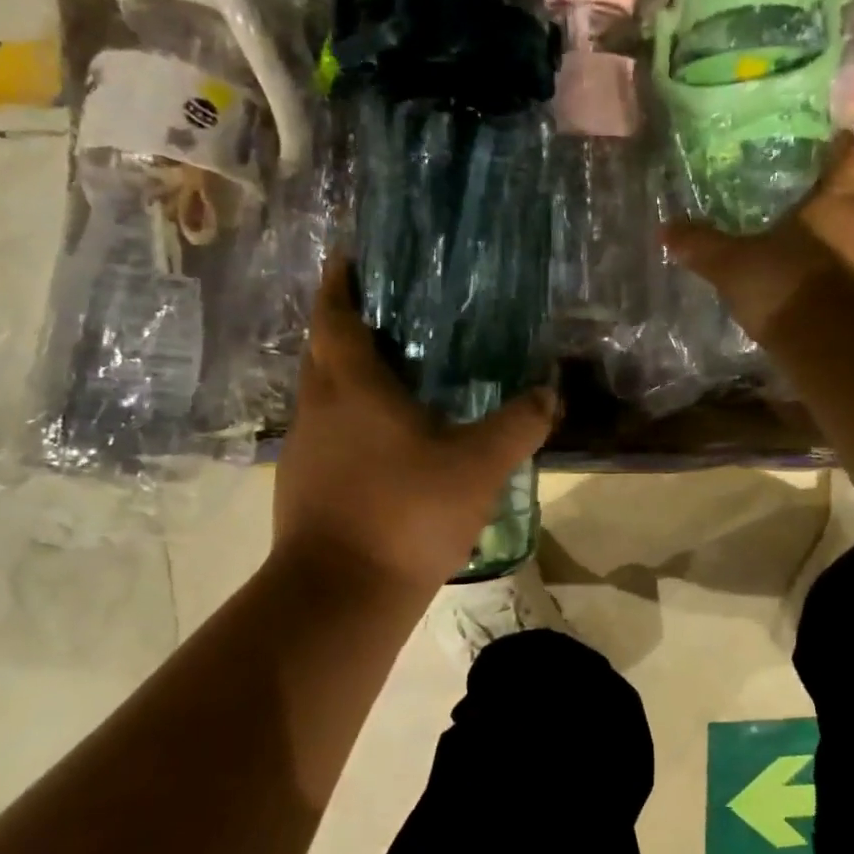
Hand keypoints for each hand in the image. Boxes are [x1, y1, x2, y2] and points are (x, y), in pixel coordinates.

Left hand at [273, 260, 557, 598]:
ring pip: (321, 394)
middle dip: (343, 324)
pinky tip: (382, 439)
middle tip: (385, 312)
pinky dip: (348, 418)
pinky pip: (325, 432)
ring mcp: (303, 450)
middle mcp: (318, 408)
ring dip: (345, 374)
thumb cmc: (406, 513)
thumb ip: (519, 425)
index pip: (336, 317)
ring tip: (392, 372)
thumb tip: (551, 392)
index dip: (339, 283)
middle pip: (320, 350)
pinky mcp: (302, 485)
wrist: (340, 596)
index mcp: (352, 387)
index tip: (349, 257)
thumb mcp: (478, 466)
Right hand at [664, 135, 853, 343]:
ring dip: (843, 252)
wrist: (840, 350)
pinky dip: (850, 290)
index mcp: (835, 203)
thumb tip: (666, 228)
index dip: (842, 148)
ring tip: (811, 265)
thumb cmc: (788, 288)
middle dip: (834, 210)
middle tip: (805, 216)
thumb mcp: (734, 267)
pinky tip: (825, 306)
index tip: (835, 142)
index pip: (848, 159)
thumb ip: (703, 246)